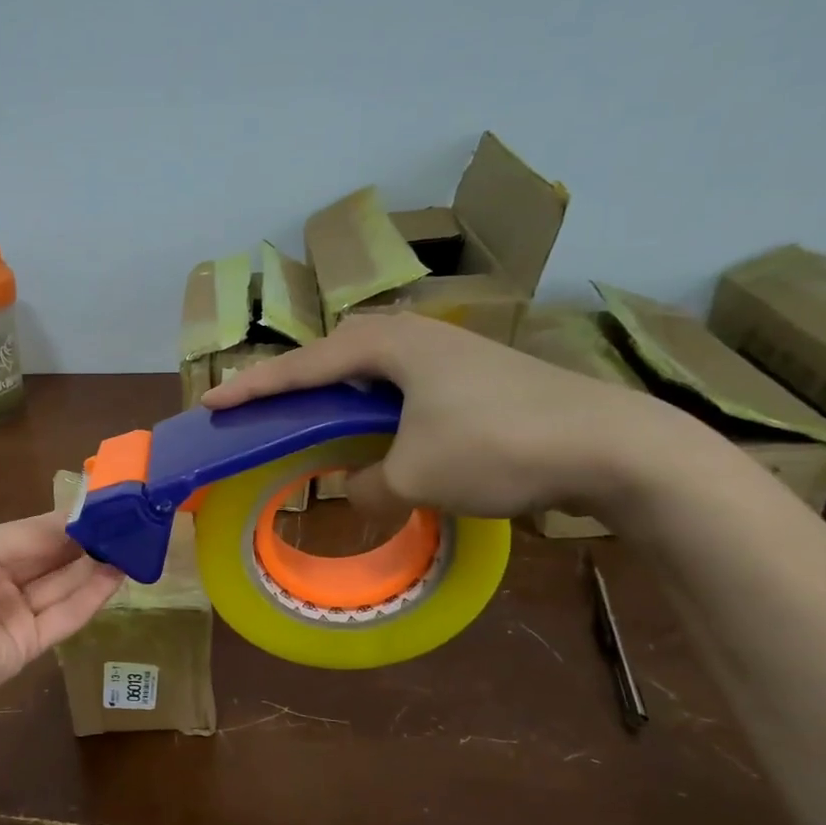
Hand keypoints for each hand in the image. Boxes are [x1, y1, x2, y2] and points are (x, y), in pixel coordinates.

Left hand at [0, 513, 122, 733]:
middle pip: (48, 560)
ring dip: (94, 567)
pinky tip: (117, 575)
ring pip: (60, 588)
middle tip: (129, 524)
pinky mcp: (26, 650)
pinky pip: (62, 619)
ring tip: (132, 545)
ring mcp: (10, 617)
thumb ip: (30, 535)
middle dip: (85, 542)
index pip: (29, 533)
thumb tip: (74, 519)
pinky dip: (90, 598)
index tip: (104, 506)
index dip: (65, 521)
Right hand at [203, 313, 674, 520]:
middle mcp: (414, 337)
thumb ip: (367, 486)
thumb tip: (354, 487)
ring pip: (370, 371)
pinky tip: (376, 433)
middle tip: (262, 408)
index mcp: (387, 346)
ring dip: (337, 395)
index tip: (211, 402)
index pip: (302, 367)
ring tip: (311, 420)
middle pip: (333, 356)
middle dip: (294, 382)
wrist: (614, 444)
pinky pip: (402, 386)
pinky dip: (375, 408)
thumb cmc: (498, 447)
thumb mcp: (415, 478)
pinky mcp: (475, 376)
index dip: (253, 388)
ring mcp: (449, 353)